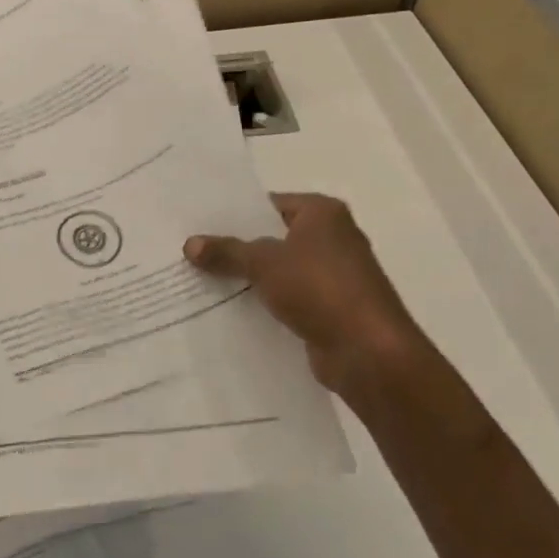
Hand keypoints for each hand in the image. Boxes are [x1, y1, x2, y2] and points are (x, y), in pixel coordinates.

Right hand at [184, 192, 422, 394]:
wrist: (369, 352)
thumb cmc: (320, 288)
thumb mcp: (264, 263)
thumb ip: (227, 251)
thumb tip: (189, 244)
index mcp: (323, 213)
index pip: (269, 204)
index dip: (235, 214)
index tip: (199, 224)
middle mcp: (333, 238)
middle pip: (273, 237)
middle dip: (238, 247)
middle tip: (193, 251)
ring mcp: (334, 276)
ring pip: (280, 270)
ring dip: (250, 278)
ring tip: (202, 280)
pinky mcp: (331, 309)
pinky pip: (289, 298)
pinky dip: (266, 303)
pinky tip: (230, 310)